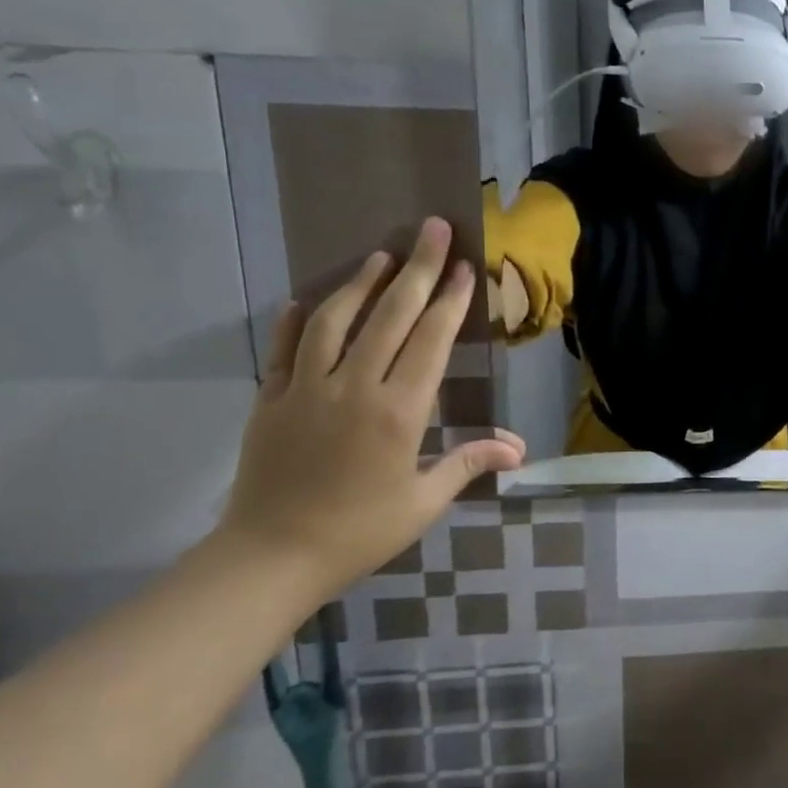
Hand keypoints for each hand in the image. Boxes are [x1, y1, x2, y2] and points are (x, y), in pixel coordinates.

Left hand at [217, 217, 525, 594]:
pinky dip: (297, 320)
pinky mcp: (269, 400)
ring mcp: (306, 389)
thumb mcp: (423, 501)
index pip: (432, 340)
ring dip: (361, 283)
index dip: (451, 300)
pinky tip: (306, 300)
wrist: (270, 558)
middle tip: (434, 229)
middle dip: (418, 268)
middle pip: (390, 316)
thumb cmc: (359, 531)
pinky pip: (285, 349)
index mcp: (399, 411)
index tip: (466, 266)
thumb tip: (517, 448)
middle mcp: (355, 387)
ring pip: (336, 321)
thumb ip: (468, 462)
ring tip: (381, 255)